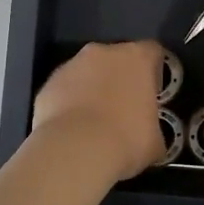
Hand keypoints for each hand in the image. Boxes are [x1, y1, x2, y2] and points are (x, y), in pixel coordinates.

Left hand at [32, 41, 169, 180]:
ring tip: (94, 123)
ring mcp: (71, 65)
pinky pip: (64, 90)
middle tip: (123, 110)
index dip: (154, 73)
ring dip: (92, 89)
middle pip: (116, 59)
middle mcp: (103, 52)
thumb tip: (151, 138)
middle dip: (120, 79)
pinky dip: (68, 103)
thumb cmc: (126, 141)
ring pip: (87, 73)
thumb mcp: (156, 142)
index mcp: (137, 58)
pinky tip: (72, 130)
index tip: (153, 94)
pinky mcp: (48, 84)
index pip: (153, 52)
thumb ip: (155, 129)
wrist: (74, 152)